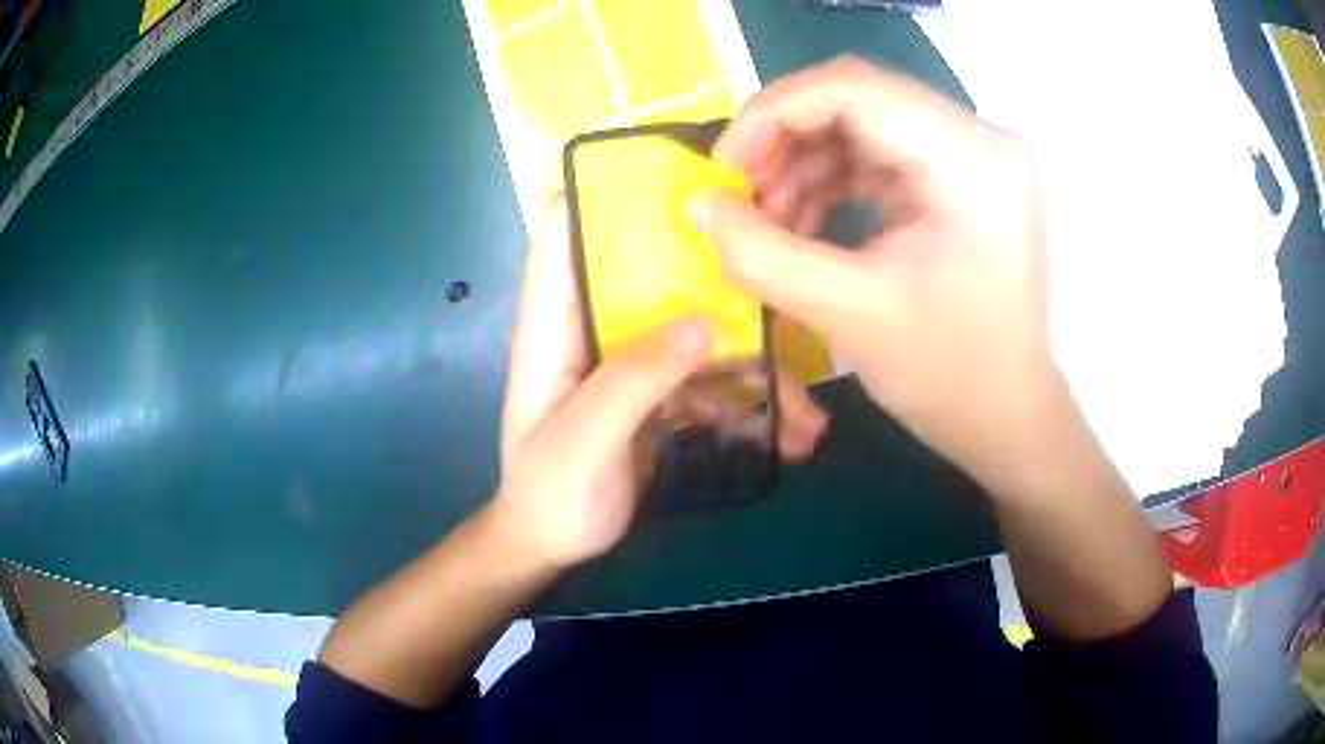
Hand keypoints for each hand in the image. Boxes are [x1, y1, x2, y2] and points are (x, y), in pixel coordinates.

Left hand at [494, 197, 826, 569]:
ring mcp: (635, 361)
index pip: (562, 234)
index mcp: (556, 324)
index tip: (668, 172)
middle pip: (653, 273)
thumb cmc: (552, 493)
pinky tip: (791, 436)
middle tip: (781, 277)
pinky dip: (752, 406)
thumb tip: (703, 321)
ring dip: (756, 365)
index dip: (601, 192)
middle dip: (716, 273)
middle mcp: (598, 328)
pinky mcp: (662, 394)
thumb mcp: (585, 440)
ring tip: (809, 413)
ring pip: (700, 334)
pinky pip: (714, 382)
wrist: (555, 546)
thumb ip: (635, 380)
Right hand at [695, 57, 1071, 498]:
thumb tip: (698, 204)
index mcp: (973, 161)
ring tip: (766, 221)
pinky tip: (801, 224)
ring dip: (802, 163)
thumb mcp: (850, 315)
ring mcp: (973, 156)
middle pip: (857, 98)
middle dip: (783, 139)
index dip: (773, 113)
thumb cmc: (951, 378)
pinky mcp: (960, 179)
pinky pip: (879, 153)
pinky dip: (831, 180)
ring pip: (861, 123)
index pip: (855, 89)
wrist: (1009, 418)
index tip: (722, 165)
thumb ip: (762, 255)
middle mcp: (981, 140)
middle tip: (738, 195)